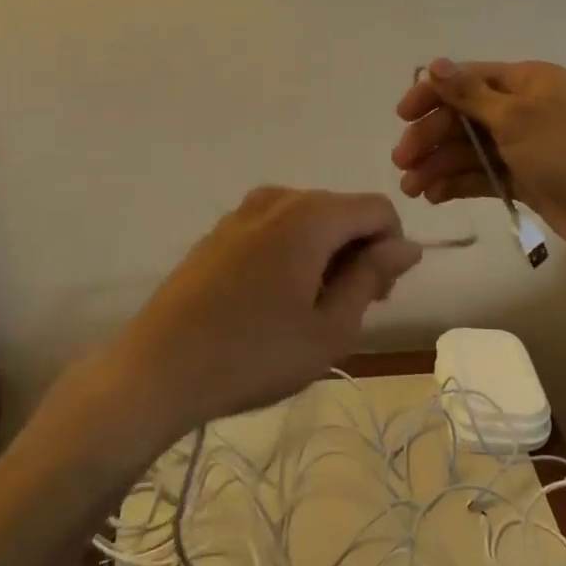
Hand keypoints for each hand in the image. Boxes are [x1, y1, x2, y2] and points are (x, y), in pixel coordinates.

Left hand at [112, 188, 421, 438]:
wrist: (158, 368)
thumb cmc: (254, 354)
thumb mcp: (330, 328)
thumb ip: (372, 276)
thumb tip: (407, 245)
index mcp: (312, 214)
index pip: (378, 209)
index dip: (391, 248)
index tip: (377, 296)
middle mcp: (279, 198)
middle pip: (342, 210)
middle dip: (357, 251)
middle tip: (345, 311)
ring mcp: (244, 211)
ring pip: (308, 219)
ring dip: (325, 253)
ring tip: (307, 311)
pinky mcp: (220, 230)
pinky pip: (276, 227)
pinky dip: (291, 252)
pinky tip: (270, 301)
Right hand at [391, 59, 565, 258]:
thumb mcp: (515, 117)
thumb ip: (469, 93)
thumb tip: (434, 62)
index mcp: (526, 81)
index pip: (467, 78)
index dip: (432, 94)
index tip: (402, 116)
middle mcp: (524, 108)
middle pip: (464, 115)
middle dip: (431, 137)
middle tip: (402, 163)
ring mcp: (525, 145)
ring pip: (470, 148)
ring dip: (439, 164)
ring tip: (412, 189)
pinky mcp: (526, 179)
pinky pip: (483, 174)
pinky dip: (458, 182)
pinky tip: (434, 196)